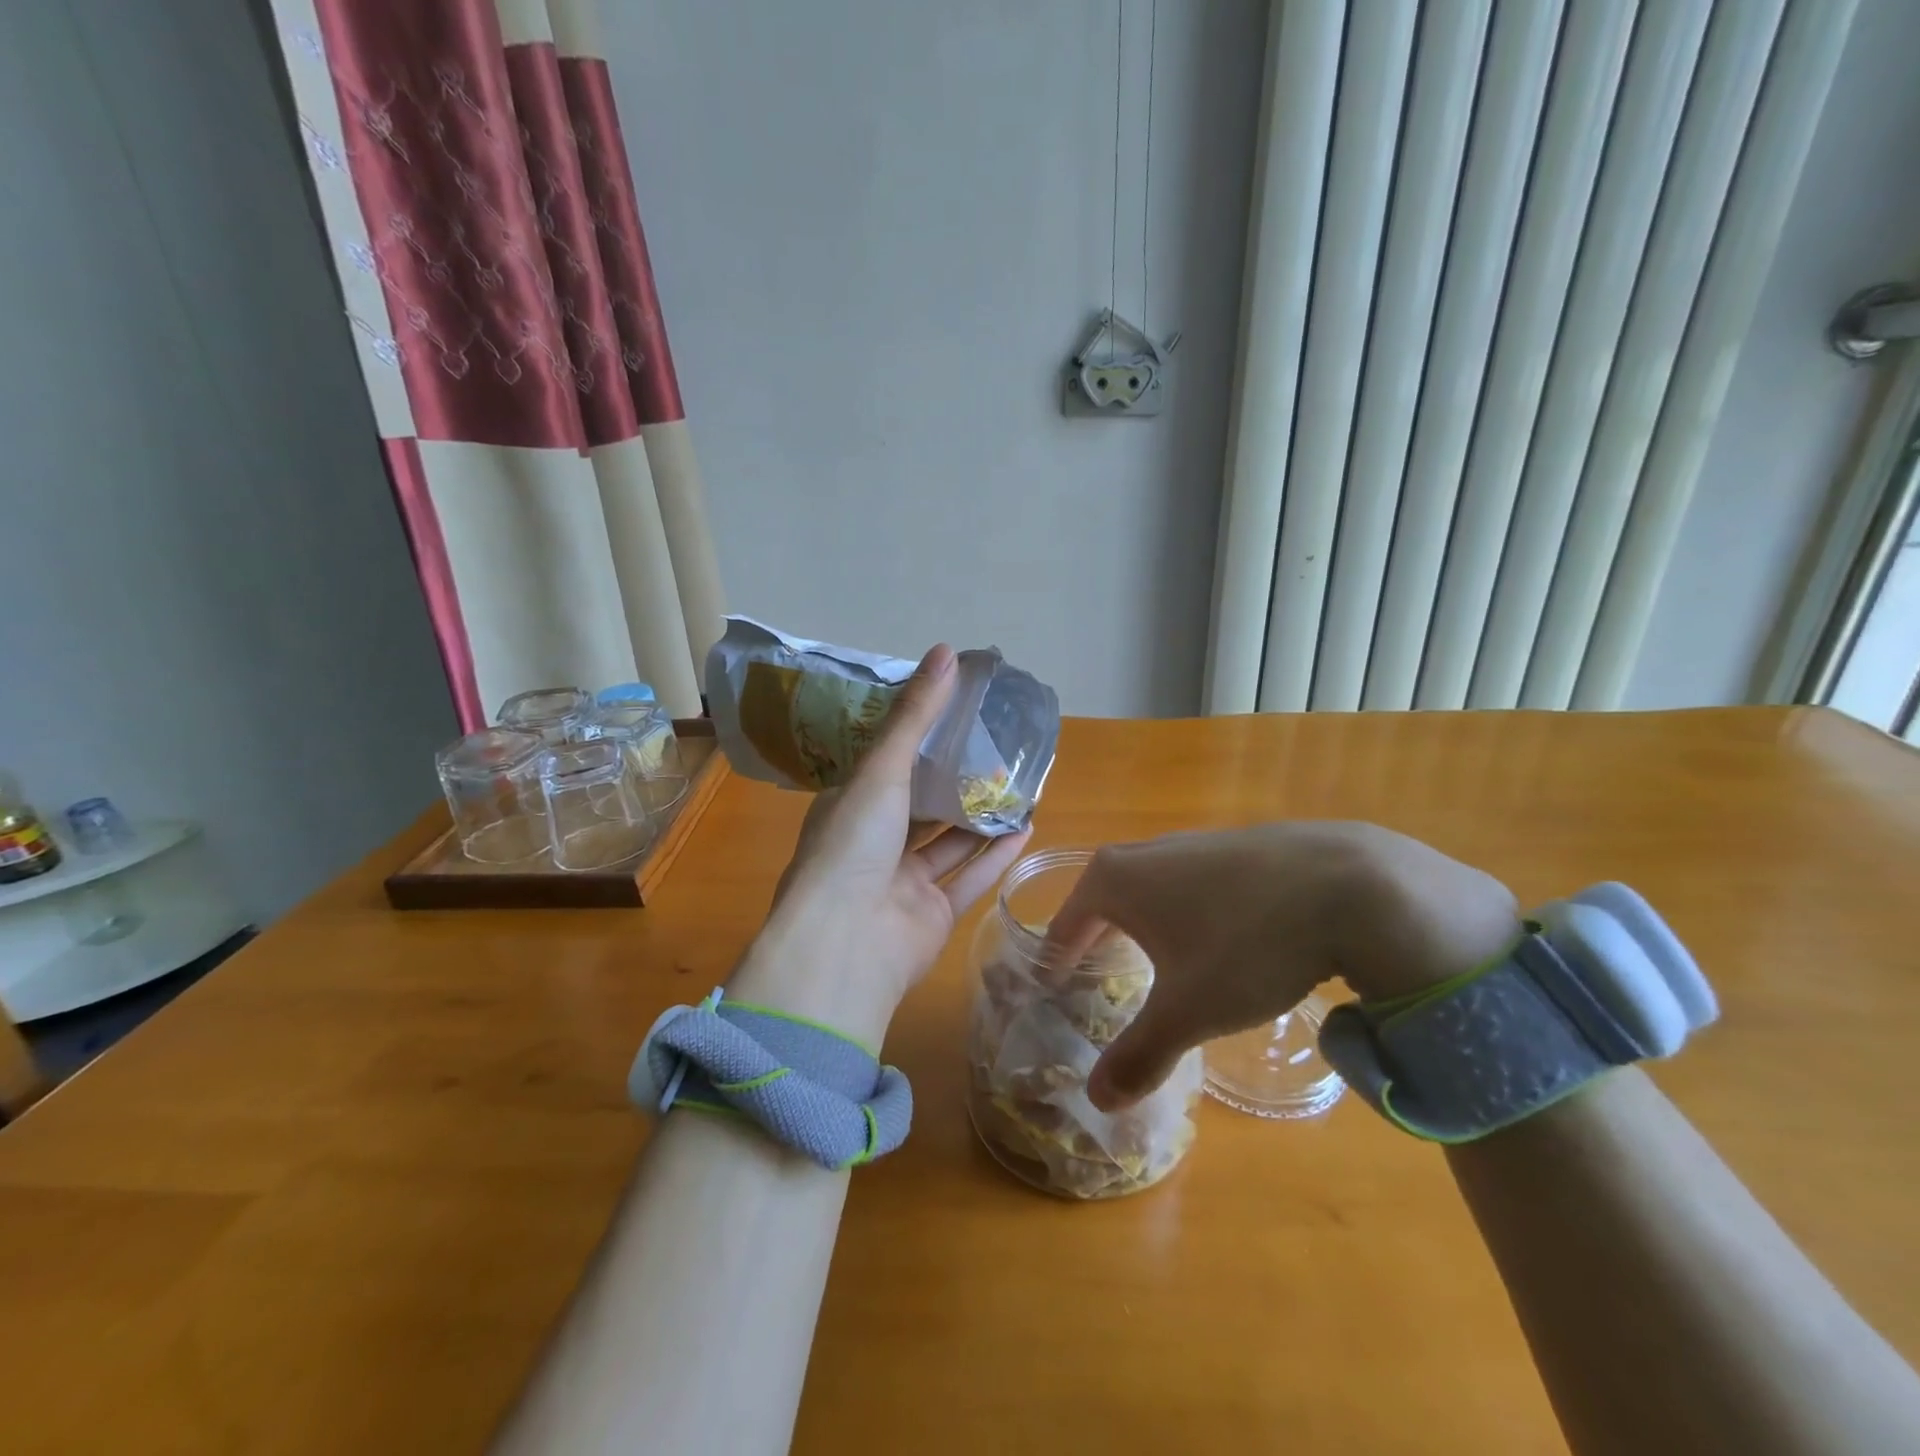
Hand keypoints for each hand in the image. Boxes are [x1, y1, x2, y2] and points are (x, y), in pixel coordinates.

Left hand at [729, 644, 1033, 1046]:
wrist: (845, 945)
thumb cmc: (853, 845)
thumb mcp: (881, 769)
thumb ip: (916, 716)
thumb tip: (946, 651)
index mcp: (850, 807)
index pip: (886, 766)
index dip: (918, 740)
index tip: (955, 714)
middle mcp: (874, 844)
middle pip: (920, 805)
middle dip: (955, 780)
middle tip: (996, 747)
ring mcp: (902, 884)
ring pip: (948, 844)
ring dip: (980, 818)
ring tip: (1018, 785)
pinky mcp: (932, 917)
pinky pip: (968, 879)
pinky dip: (995, 856)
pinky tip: (1026, 827)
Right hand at [1043, 823, 1520, 1109]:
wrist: (1350, 885)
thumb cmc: (1246, 944)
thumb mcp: (1189, 1011)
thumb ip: (1138, 1054)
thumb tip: (1095, 1099)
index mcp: (1116, 879)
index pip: (1066, 922)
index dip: (1056, 959)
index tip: (1050, 987)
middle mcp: (1146, 852)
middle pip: (1105, 900)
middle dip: (1098, 941)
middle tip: (1098, 980)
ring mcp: (1195, 843)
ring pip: (1152, 890)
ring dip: (1145, 926)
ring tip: (1156, 965)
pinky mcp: (1239, 846)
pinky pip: (1193, 884)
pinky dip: (1187, 913)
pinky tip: (1219, 942)